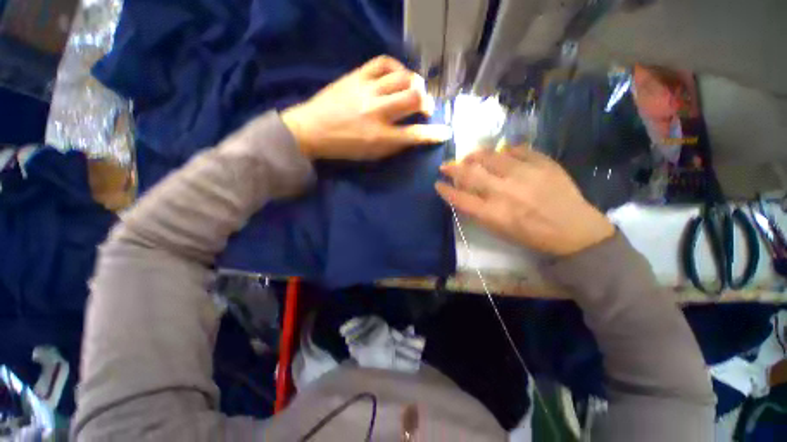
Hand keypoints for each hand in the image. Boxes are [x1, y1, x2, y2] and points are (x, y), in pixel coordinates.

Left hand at [281, 55, 451, 159]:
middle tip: (426, 107)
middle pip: (414, 98)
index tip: (445, 132)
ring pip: (403, 78)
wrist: (312, 129)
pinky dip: (397, 67)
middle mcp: (377, 112)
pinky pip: (384, 62)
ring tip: (415, 89)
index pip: (414, 135)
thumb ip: (394, 145)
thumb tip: (413, 135)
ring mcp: (367, 90)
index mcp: (380, 137)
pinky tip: (399, 75)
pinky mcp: (357, 76)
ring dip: (416, 83)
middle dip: (427, 103)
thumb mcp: (371, 155)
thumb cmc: (344, 147)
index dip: (434, 134)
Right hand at [436, 147, 614, 255]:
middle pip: (470, 174)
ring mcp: (525, 174)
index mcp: (494, 214)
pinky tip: (502, 155)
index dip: (445, 190)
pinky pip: (517, 149)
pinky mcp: (543, 163)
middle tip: (445, 165)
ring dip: (474, 156)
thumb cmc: (532, 235)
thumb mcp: (499, 231)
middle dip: (452, 168)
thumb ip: (478, 212)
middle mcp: (505, 192)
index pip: (459, 198)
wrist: (574, 230)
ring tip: (470, 157)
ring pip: (490, 156)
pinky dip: (505, 151)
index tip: (438, 184)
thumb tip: (462, 194)